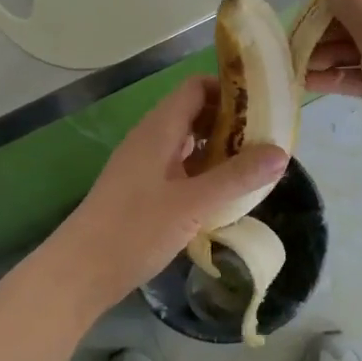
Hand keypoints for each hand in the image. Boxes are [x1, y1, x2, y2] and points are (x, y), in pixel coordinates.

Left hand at [48, 76, 286, 316]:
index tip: (262, 105)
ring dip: (219, 150)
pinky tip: (224, 195)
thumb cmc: (134, 229)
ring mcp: (144, 166)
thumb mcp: (193, 204)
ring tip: (253, 167)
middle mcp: (151, 139)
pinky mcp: (142, 191)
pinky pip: (180, 168)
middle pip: (194, 114)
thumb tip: (282, 152)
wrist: (80, 272)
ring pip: (188, 143)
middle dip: (231, 122)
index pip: (196, 88)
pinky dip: (204, 172)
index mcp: (159, 129)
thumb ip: (237, 177)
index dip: (229, 90)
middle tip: (266, 140)